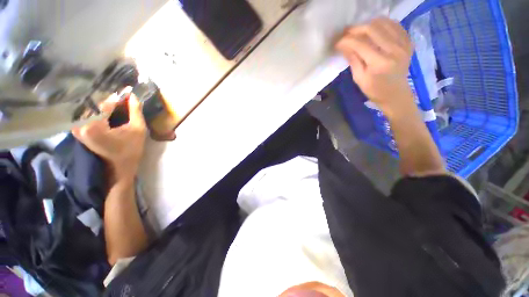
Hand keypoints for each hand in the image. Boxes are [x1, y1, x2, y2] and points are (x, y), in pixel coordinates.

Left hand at [73, 93, 146, 182]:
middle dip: (109, 100)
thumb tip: (132, 95)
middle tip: (123, 99)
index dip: (118, 97)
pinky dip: (97, 110)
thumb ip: (135, 111)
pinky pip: (87, 114)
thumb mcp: (138, 130)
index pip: (105, 103)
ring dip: (103, 104)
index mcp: (94, 126)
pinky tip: (107, 110)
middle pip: (95, 104)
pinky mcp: (77, 130)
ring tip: (116, 104)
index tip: (128, 92)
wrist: (118, 168)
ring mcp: (76, 128)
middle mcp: (80, 124)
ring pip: (90, 107)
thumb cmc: (131, 150)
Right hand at [335, 17, 414, 115]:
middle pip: (372, 29)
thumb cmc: (374, 91)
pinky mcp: (408, 42)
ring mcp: (403, 44)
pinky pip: (395, 25)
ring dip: (368, 25)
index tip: (337, 42)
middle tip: (346, 34)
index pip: (360, 44)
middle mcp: (393, 50)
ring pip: (384, 23)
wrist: (396, 95)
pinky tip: (374, 31)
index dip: (346, 40)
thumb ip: (353, 60)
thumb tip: (343, 46)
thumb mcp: (359, 79)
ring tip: (359, 32)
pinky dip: (383, 25)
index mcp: (379, 63)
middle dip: (356, 29)